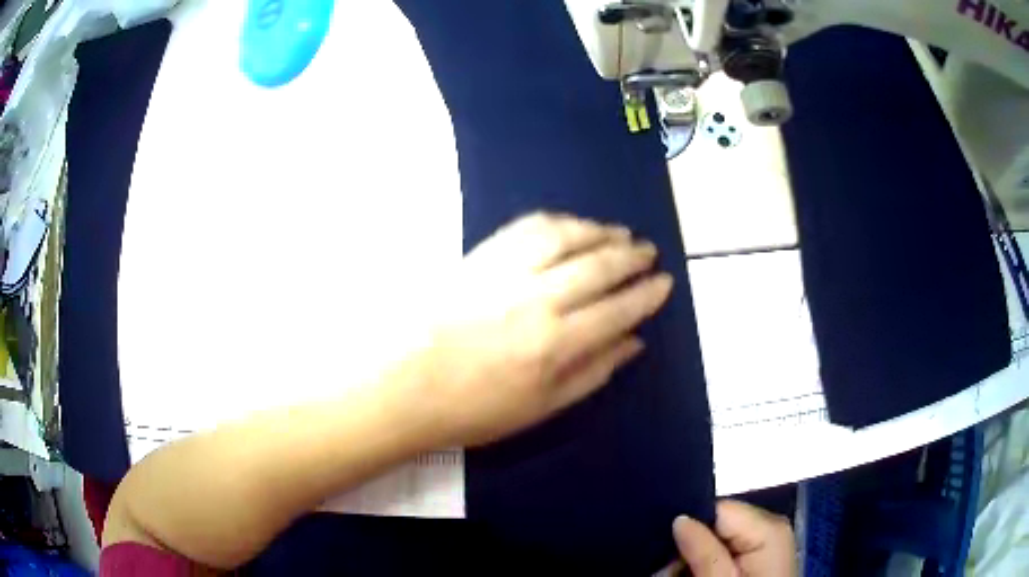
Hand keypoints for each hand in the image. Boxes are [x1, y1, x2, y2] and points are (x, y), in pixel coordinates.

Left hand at [400, 212, 672, 446]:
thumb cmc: (474, 408)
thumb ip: (593, 372)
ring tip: (620, 232)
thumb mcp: (541, 408)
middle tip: (649, 251)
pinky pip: (528, 227)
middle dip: (631, 256)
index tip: (664, 282)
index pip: (618, 309)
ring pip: (567, 237)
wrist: (404, 384)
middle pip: (599, 266)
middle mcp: (539, 298)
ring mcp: (507, 271)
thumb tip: (634, 343)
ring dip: (600, 231)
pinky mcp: (480, 255)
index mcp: (557, 344)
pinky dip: (558, 222)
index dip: (646, 294)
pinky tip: (571, 225)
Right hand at [671, 500, 797, 576]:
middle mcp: (771, 527)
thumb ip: (704, 552)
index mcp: (768, 527)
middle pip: (718, 523)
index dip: (690, 528)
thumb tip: (680, 519)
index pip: (718, 508)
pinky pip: (728, 549)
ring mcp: (767, 542)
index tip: (668, 554)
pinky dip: (709, 563)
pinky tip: (698, 576)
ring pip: (718, 538)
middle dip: (690, 546)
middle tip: (668, 574)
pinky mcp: (761, 556)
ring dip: (695, 557)